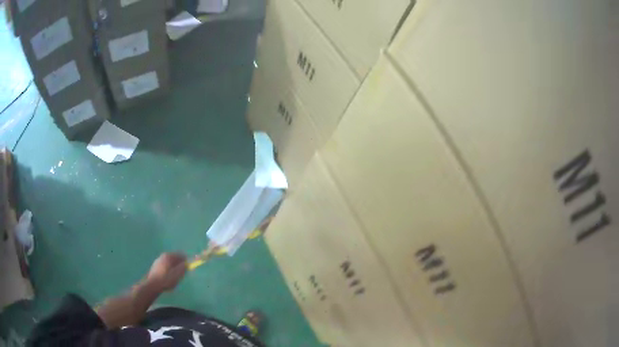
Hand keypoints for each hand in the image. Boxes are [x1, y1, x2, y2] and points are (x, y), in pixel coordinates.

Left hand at [147, 253, 186, 291]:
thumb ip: (184, 268)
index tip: (189, 269)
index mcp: (169, 256)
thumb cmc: (166, 280)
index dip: (186, 261)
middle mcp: (163, 256)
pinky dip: (169, 269)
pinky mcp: (155, 265)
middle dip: (180, 265)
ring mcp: (158, 260)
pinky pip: (165, 265)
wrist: (152, 285)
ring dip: (174, 268)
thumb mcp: (177, 275)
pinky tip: (168, 277)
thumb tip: (188, 263)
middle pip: (175, 258)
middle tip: (181, 274)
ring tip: (174, 277)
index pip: (181, 255)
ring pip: (170, 262)